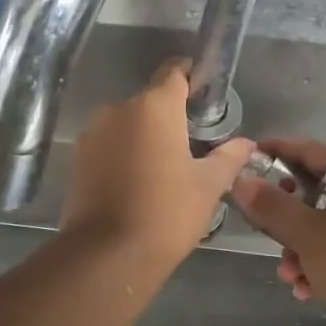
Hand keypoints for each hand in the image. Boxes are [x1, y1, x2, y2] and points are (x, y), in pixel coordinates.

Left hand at [61, 60, 254, 274]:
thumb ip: (228, 158)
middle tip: (191, 145)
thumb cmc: (166, 213)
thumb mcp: (207, 186)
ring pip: (127, 124)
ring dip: (144, 136)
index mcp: (155, 106)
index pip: (174, 71)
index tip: (204, 92)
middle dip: (170, 116)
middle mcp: (119, 108)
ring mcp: (93, 132)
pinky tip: (136, 183)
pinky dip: (123, 154)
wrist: (106, 254)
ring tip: (162, 169)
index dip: (191, 75)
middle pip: (150, 101)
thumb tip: (247, 143)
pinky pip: (108, 144)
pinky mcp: (78, 157)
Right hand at [229, 138, 325, 325]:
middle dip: (281, 215)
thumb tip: (240, 180)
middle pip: (309, 187)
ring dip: (295, 246)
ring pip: (316, 221)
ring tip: (288, 273)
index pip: (307, 149)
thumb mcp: (308, 234)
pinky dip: (314, 261)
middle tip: (260, 228)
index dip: (273, 152)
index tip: (242, 162)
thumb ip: (271, 205)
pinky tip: (304, 288)